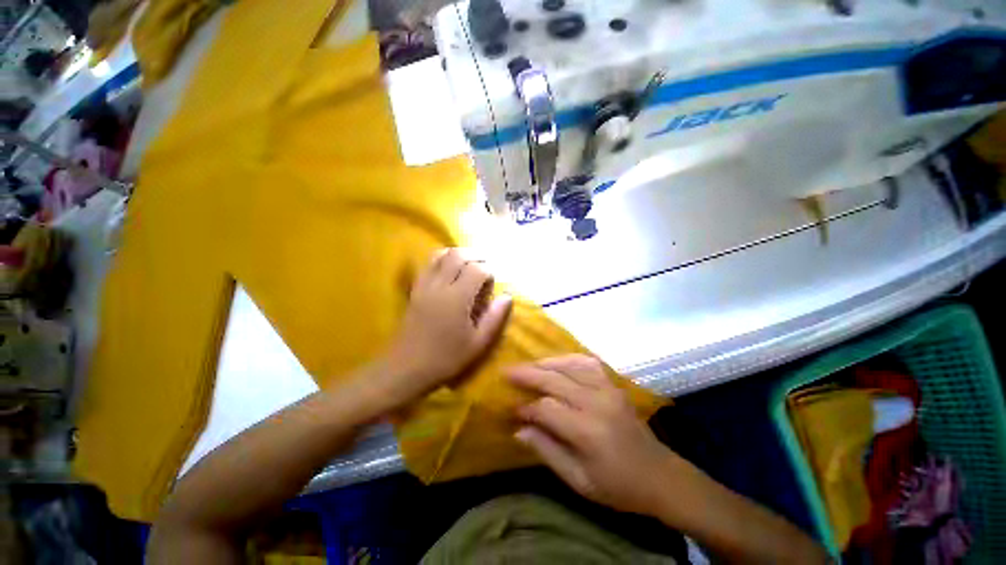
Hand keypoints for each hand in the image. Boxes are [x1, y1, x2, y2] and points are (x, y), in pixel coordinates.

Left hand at [385, 249, 512, 397]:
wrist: (407, 367)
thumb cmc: (446, 358)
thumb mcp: (478, 343)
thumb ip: (495, 317)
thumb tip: (508, 296)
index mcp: (457, 298)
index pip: (477, 269)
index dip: (489, 271)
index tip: (492, 283)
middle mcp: (440, 285)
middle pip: (458, 255)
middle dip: (475, 256)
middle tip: (485, 267)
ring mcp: (425, 285)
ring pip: (441, 255)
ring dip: (458, 254)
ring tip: (469, 263)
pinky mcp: (415, 289)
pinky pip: (428, 264)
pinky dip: (441, 259)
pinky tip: (449, 268)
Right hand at [510, 355, 680, 515]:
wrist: (661, 476)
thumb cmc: (618, 487)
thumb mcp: (579, 481)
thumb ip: (547, 451)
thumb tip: (518, 430)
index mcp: (587, 431)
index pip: (546, 408)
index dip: (525, 407)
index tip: (511, 410)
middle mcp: (597, 402)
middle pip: (554, 379)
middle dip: (527, 374)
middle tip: (506, 371)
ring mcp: (608, 389)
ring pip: (570, 365)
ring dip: (545, 363)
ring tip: (528, 365)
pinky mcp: (614, 384)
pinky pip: (587, 362)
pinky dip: (568, 358)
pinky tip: (557, 362)